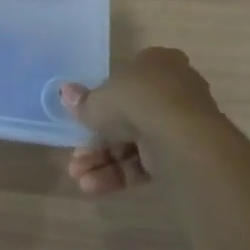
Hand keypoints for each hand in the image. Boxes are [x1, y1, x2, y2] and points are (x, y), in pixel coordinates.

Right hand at [61, 47, 221, 194]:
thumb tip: (65, 93)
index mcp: (157, 63)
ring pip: (135, 143)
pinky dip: (121, 174)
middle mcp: (174, 90)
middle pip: (128, 115)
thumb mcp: (98, 99)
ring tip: (78, 177)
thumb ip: (82, 101)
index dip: (102, 99)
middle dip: (97, 139)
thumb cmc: (138, 101)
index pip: (127, 78)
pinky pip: (147, 163)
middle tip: (75, 155)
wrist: (182, 138)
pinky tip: (93, 186)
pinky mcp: (184, 156)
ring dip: (103, 161)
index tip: (82, 116)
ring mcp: (181, 125)